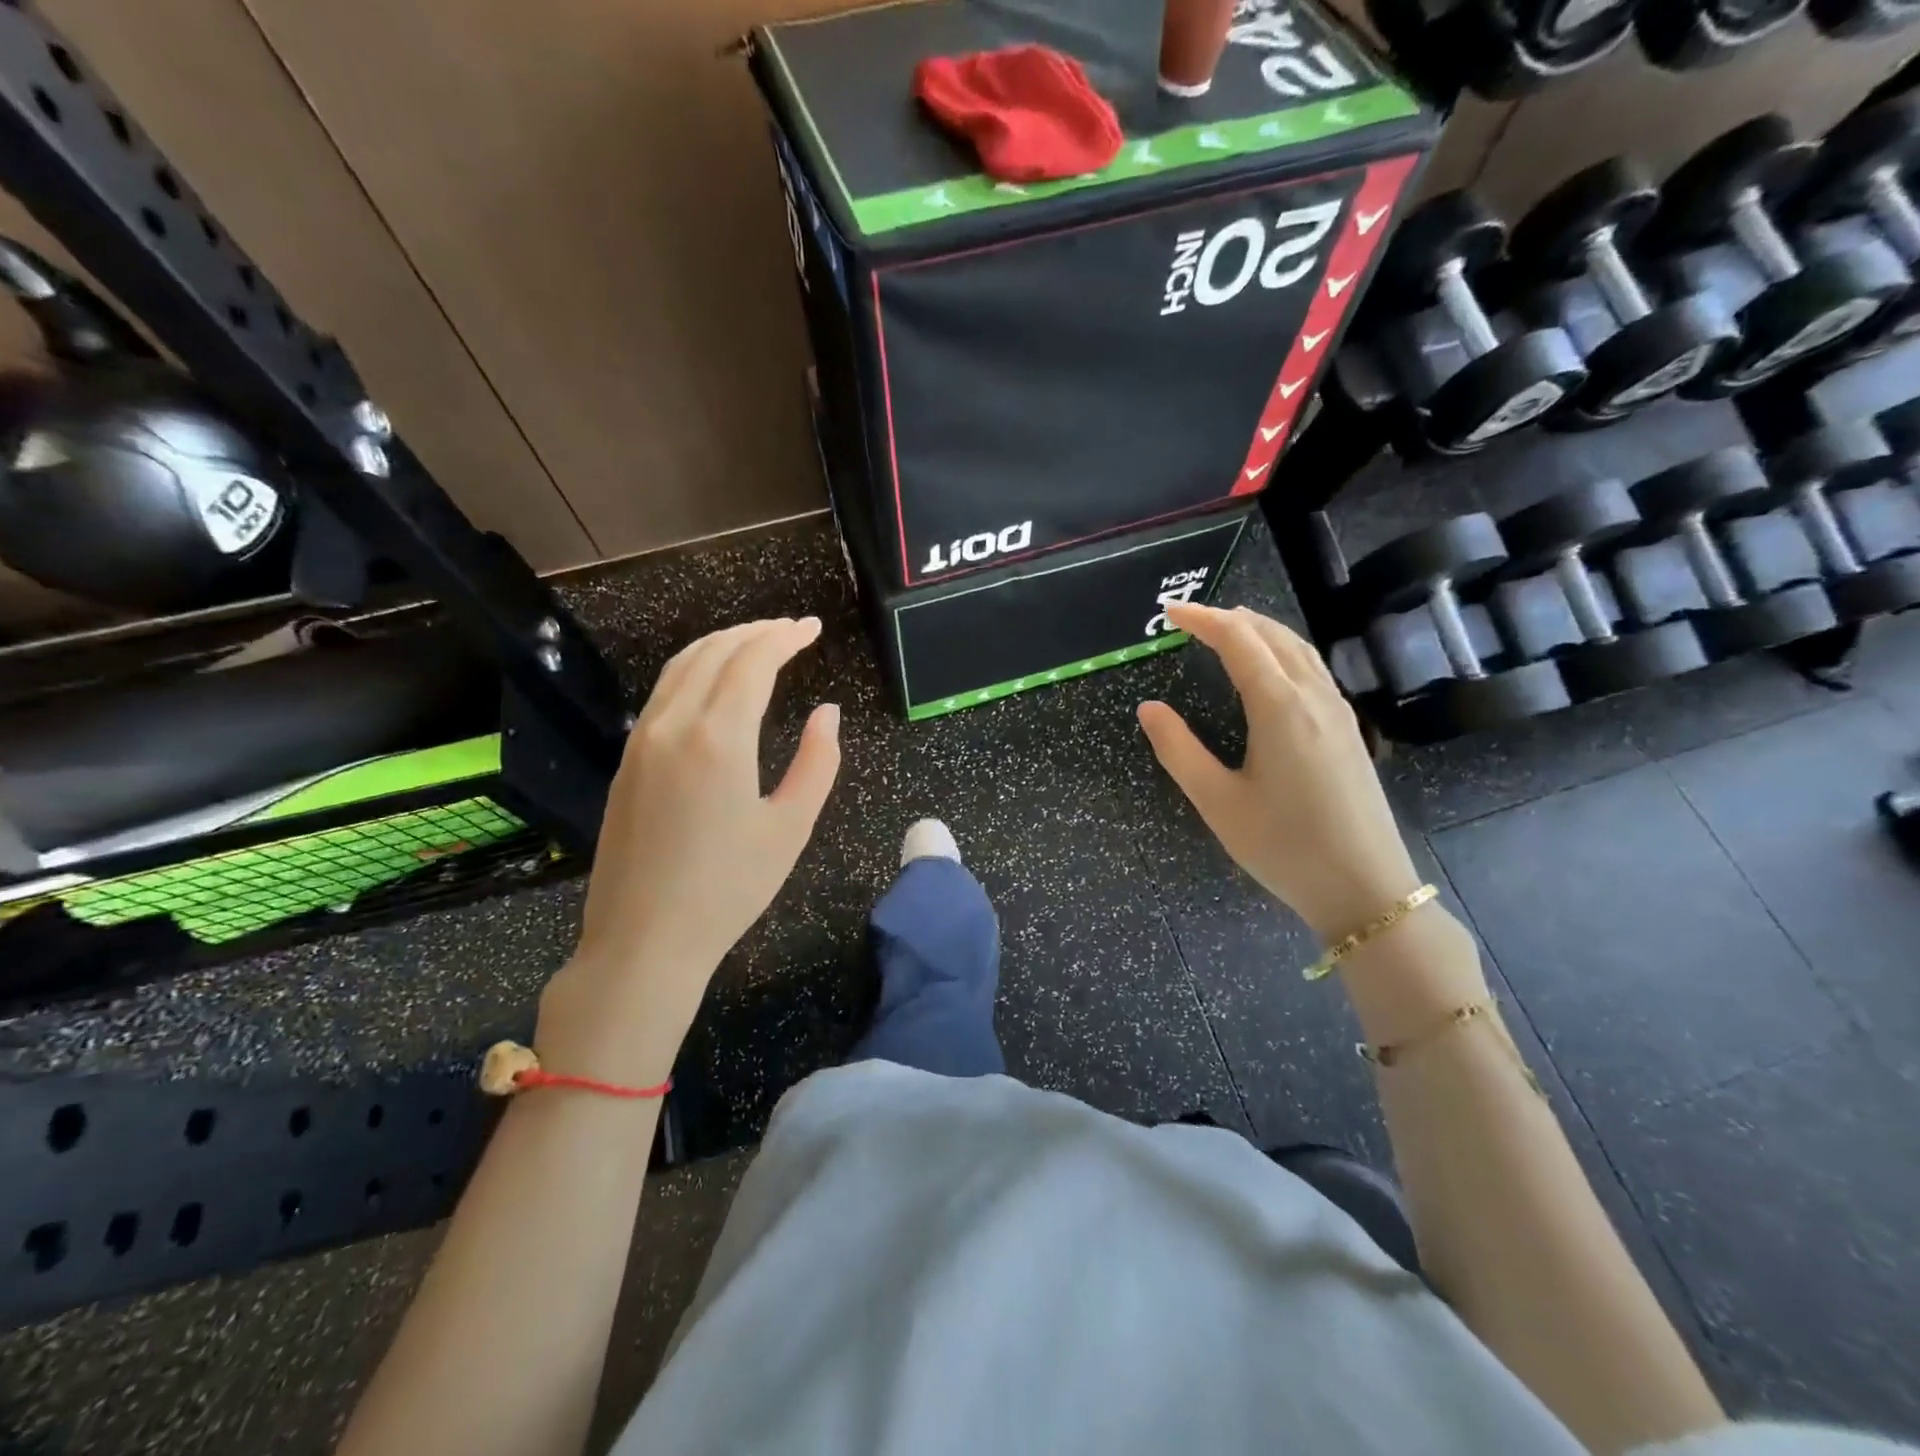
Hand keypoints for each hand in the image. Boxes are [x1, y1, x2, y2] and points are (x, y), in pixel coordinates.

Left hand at [538, 617, 840, 1083]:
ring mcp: (641, 740)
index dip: (785, 637)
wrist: (643, 940)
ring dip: (721, 644)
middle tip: (791, 630)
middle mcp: (672, 725)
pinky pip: (663, 693)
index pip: (752, 662)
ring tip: (757, 642)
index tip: (812, 628)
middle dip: (755, 632)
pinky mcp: (627, 760)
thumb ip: (818, 762)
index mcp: (718, 738)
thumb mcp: (791, 827)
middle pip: (713, 652)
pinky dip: (694, 669)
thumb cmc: (729, 889)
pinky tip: (714, 682)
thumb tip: (827, 713)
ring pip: (680, 666)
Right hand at [1138, 603, 1420, 940]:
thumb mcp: (1217, 801)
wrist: (1364, 888)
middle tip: (1191, 619)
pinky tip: (1270, 670)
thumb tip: (1149, 708)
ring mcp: (1338, 712)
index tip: (1170, 614)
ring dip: (1261, 630)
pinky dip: (1283, 651)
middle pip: (1273, 635)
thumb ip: (1179, 750)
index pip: (1238, 641)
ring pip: (1299, 649)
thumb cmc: (1283, 846)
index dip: (1203, 620)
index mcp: (1280, 707)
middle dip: (1231, 618)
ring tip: (1228, 630)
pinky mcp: (1348, 731)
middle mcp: (1314, 697)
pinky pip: (1313, 669)